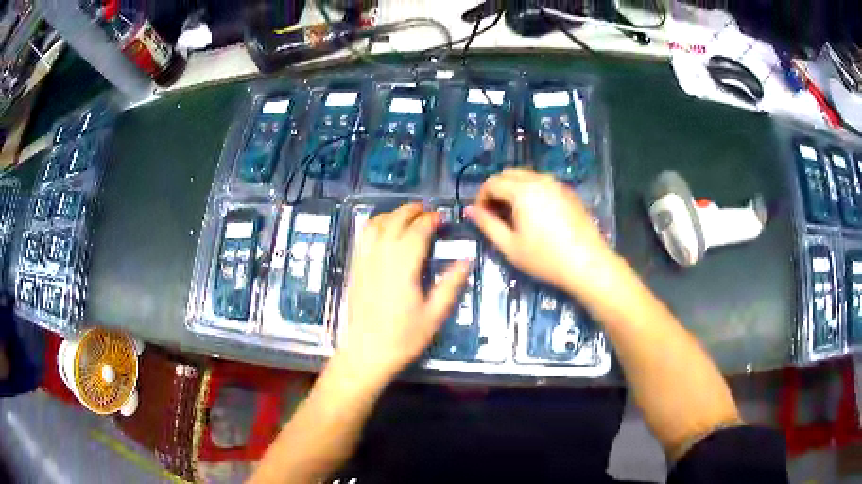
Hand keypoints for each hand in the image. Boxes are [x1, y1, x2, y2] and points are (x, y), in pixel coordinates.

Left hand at [336, 203, 470, 385]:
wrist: (366, 352)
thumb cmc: (403, 337)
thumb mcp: (434, 315)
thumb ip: (450, 285)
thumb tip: (465, 261)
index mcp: (403, 266)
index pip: (418, 231)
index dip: (431, 220)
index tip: (443, 218)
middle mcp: (381, 256)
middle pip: (395, 220)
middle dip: (412, 210)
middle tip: (427, 211)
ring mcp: (364, 260)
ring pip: (376, 223)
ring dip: (392, 214)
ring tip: (407, 216)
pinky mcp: (354, 267)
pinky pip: (363, 236)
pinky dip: (375, 224)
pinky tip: (383, 230)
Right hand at [465, 168, 614, 296]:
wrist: (588, 264)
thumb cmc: (545, 258)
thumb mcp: (510, 246)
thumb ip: (487, 224)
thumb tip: (469, 210)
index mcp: (523, 190)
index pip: (492, 182)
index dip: (481, 197)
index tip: (481, 217)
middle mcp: (540, 179)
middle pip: (509, 174)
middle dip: (496, 190)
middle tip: (495, 215)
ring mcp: (557, 184)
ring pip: (527, 177)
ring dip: (513, 190)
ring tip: (514, 216)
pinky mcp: (569, 192)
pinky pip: (543, 183)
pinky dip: (531, 192)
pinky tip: (536, 215)